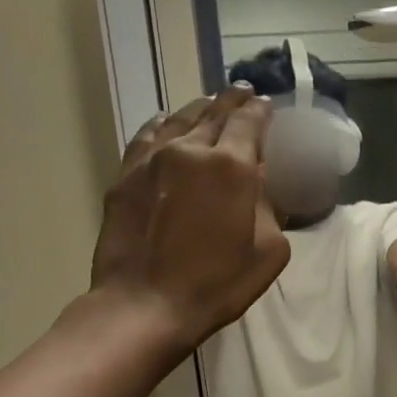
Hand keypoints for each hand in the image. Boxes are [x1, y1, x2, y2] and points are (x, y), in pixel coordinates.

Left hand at [89, 88, 291, 356]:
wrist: (145, 304)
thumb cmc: (217, 284)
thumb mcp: (269, 251)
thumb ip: (270, 208)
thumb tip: (259, 185)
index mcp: (232, 166)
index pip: (250, 122)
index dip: (261, 110)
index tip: (267, 105)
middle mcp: (191, 150)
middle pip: (215, 112)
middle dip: (233, 101)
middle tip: (243, 92)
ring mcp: (153, 159)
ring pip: (180, 118)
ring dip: (200, 108)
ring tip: (211, 104)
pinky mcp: (126, 175)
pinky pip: (148, 135)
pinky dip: (163, 123)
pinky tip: (168, 123)